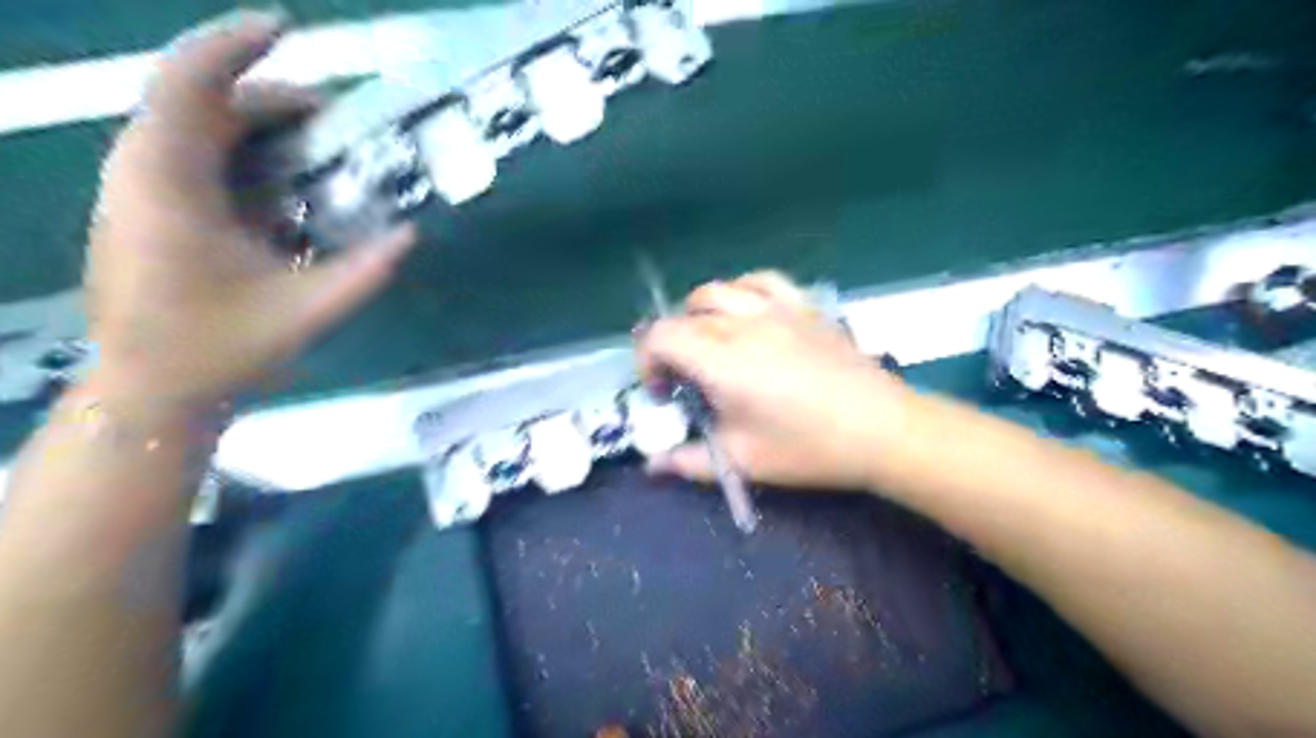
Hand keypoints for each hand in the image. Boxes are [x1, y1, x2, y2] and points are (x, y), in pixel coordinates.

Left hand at [84, 11, 413, 411]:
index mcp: (168, 183)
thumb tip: (412, 234)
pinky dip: (247, 154)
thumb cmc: (220, 349)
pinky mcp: (147, 207)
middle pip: (202, 100)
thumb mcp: (307, 311)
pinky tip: (288, 184)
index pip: (192, 84)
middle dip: (272, 97)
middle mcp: (142, 170)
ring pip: (198, 126)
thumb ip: (365, 271)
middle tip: (339, 117)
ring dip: (260, 124)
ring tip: (322, 143)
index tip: (289, 29)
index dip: (237, 46)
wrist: (150, 390)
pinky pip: (198, 156)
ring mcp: (139, 188)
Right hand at [640, 270, 916, 490]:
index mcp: (722, 361)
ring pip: (719, 290)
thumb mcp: (744, 461)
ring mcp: (776, 309)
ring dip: (699, 314)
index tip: (663, 393)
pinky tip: (747, 314)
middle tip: (685, 378)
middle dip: (671, 344)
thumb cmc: (810, 449)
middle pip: (685, 314)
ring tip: (710, 344)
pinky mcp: (804, 306)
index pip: (661, 336)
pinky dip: (741, 291)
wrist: (882, 429)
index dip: (647, 361)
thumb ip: (690, 460)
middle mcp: (743, 324)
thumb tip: (653, 465)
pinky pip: (762, 281)